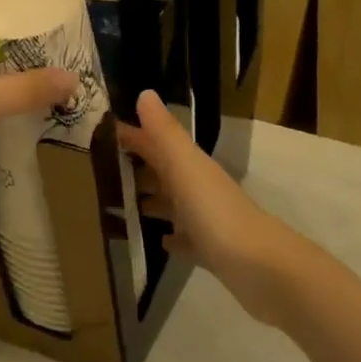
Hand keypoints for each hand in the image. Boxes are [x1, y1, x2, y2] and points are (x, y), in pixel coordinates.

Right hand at [118, 90, 310, 326]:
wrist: (262, 269)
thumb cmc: (217, 214)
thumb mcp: (186, 167)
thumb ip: (165, 133)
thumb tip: (145, 92)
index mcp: (190, 165)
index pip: (155, 142)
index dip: (131, 134)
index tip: (98, 131)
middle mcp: (198, 187)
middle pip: (163, 171)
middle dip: (135, 167)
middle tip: (98, 170)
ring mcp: (206, 219)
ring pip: (172, 203)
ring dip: (149, 200)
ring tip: (116, 204)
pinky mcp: (211, 250)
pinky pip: (185, 238)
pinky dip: (171, 236)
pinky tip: (158, 240)